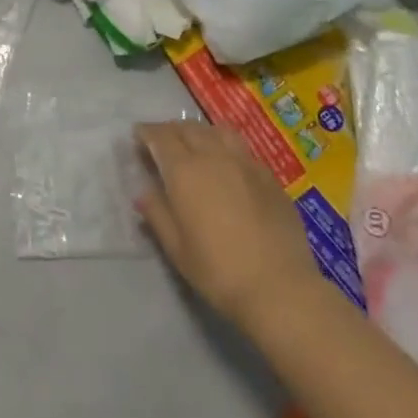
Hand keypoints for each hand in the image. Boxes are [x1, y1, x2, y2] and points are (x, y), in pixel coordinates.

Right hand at [135, 121, 332, 333]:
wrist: (280, 288)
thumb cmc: (218, 270)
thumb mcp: (176, 247)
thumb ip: (157, 213)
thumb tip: (144, 192)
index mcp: (185, 170)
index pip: (161, 137)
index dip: (147, 133)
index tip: (138, 136)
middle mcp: (214, 156)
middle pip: (189, 129)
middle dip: (171, 130)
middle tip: (162, 141)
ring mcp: (246, 164)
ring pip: (218, 132)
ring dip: (201, 133)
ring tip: (195, 144)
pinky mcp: (270, 178)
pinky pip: (242, 150)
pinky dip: (226, 148)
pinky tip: (228, 166)